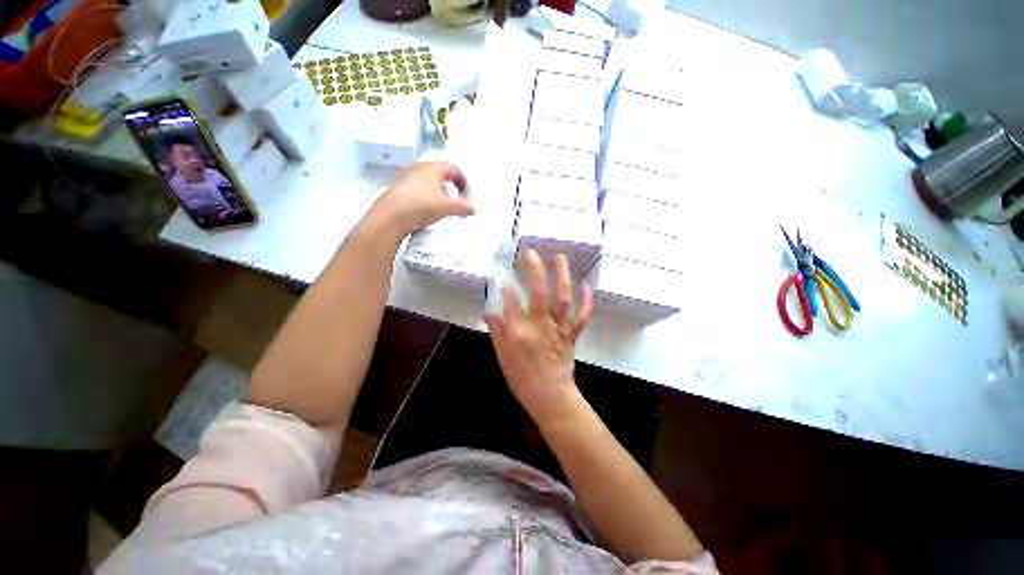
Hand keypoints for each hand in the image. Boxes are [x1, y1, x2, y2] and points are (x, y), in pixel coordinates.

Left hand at [372, 161, 473, 236]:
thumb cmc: (420, 205)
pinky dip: (424, 197)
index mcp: (433, 168)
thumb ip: (463, 207)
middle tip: (454, 199)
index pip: (453, 169)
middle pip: (439, 174)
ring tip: (440, 206)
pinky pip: (416, 189)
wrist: (391, 217)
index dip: (462, 180)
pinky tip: (425, 210)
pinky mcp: (397, 189)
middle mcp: (418, 168)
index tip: (465, 191)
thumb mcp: (448, 208)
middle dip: (449, 186)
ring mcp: (406, 177)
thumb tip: (471, 209)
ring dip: (436, 192)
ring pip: (426, 181)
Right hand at [484, 250, 593, 422]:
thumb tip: (489, 309)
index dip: (507, 286)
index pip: (512, 302)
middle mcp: (540, 326)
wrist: (550, 397)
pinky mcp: (571, 333)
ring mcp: (559, 328)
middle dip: (535, 271)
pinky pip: (581, 315)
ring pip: (562, 299)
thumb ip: (497, 331)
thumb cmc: (522, 378)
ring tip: (559, 257)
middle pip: (539, 294)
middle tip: (531, 253)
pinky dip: (585, 300)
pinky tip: (585, 284)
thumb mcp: (502, 357)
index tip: (503, 272)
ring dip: (562, 276)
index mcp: (520, 333)